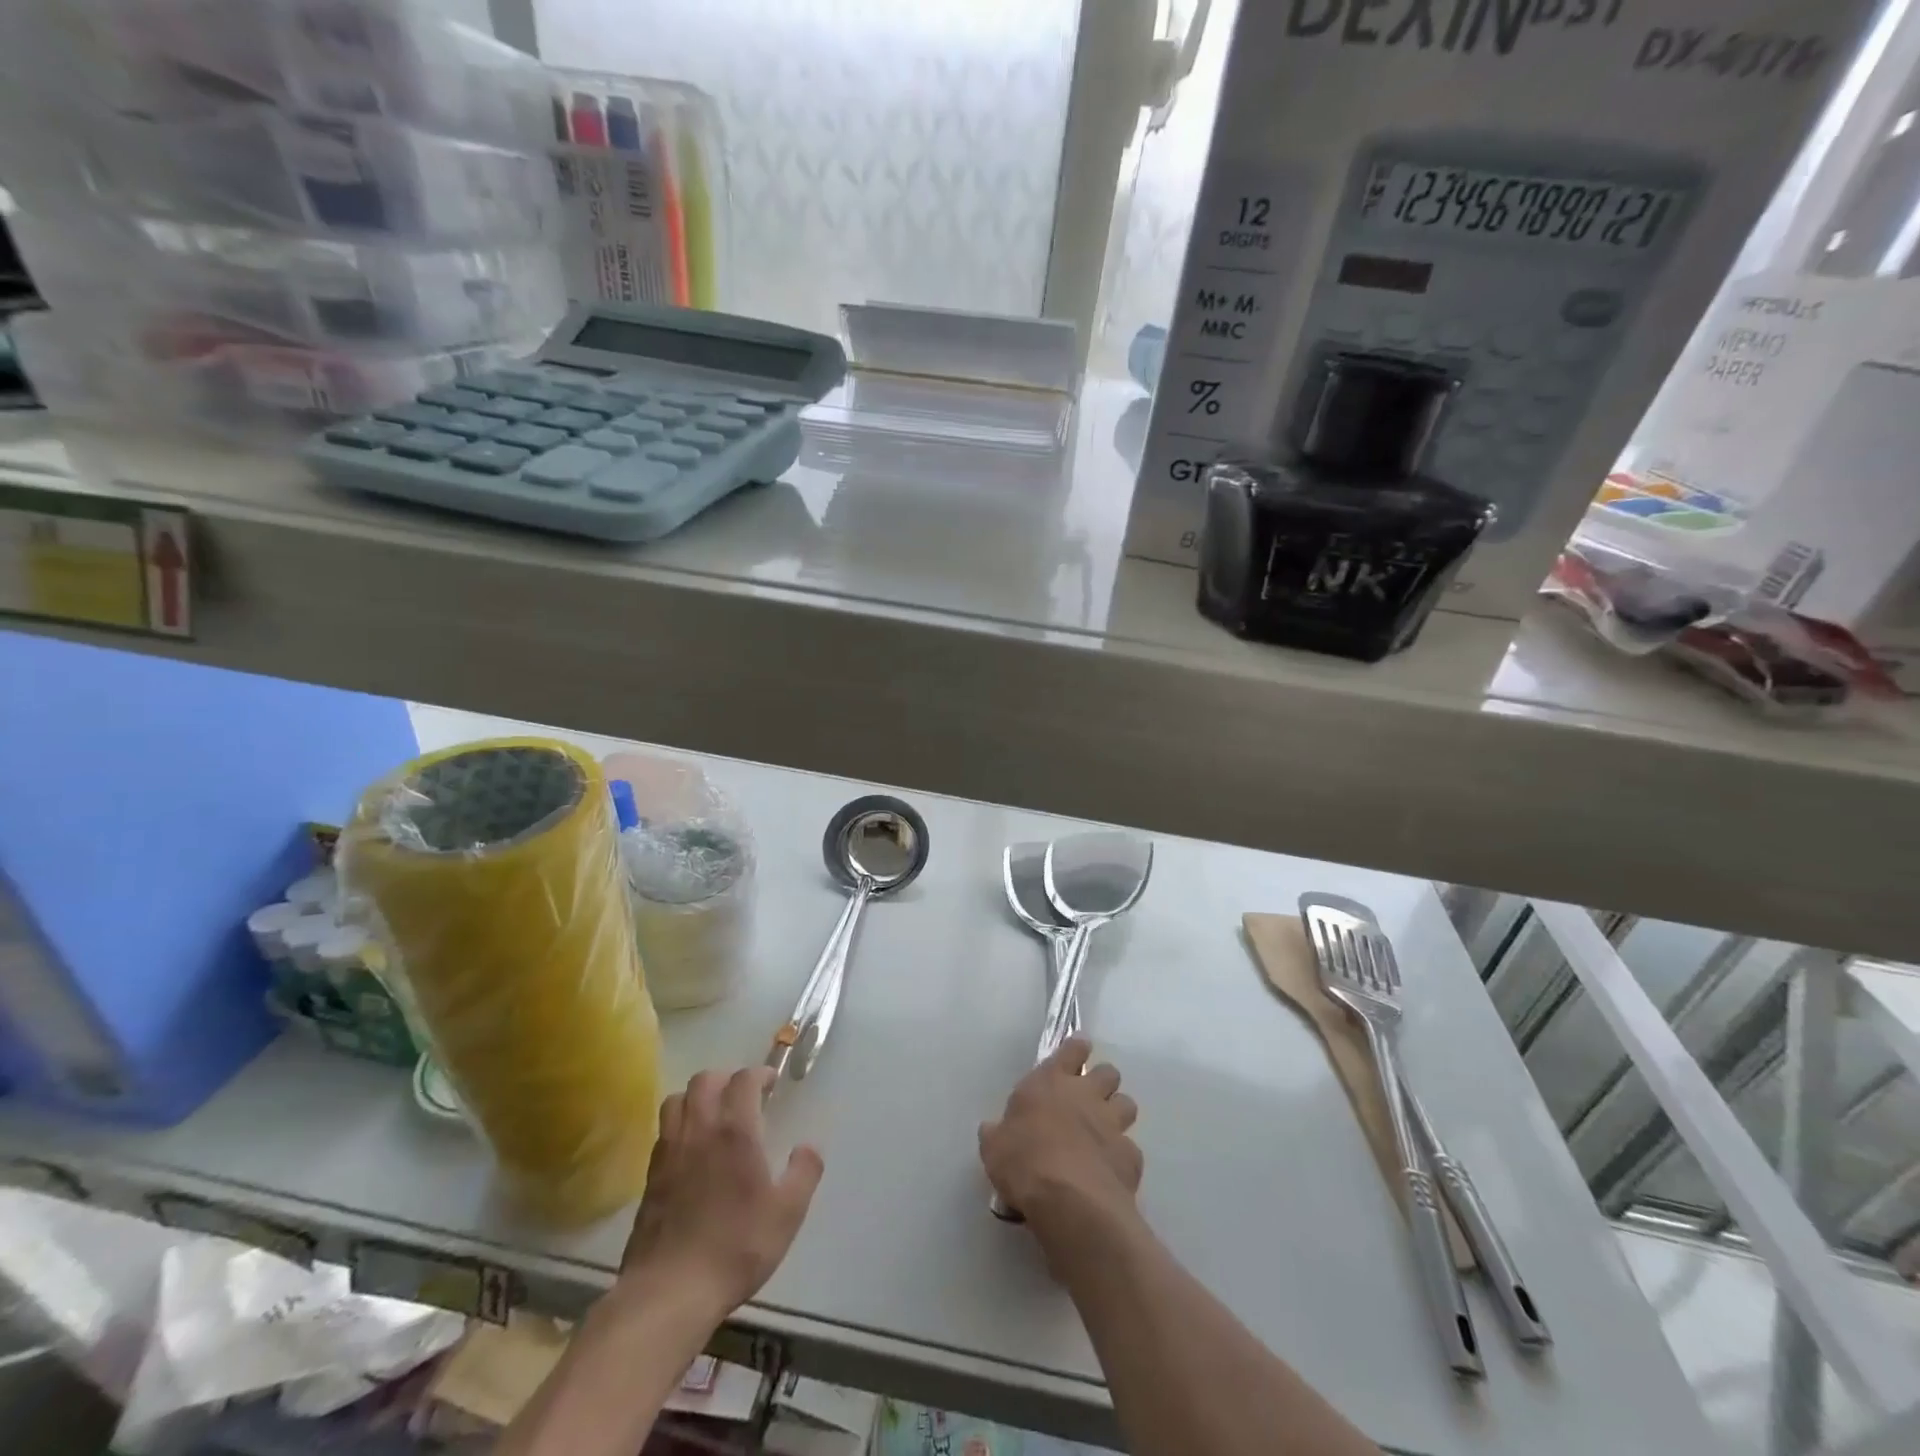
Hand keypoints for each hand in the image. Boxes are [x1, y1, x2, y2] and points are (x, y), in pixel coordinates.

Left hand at [619, 1067, 823, 1315]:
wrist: (669, 1293)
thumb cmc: (735, 1247)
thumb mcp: (787, 1214)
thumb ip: (804, 1173)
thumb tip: (808, 1147)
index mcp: (735, 1130)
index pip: (743, 1079)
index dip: (759, 1074)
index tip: (771, 1084)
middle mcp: (699, 1129)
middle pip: (705, 1079)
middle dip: (726, 1079)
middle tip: (743, 1097)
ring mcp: (669, 1151)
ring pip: (677, 1100)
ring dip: (697, 1097)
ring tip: (714, 1116)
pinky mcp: (650, 1176)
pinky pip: (664, 1131)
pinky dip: (680, 1126)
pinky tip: (692, 1150)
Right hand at [979, 1037, 1141, 1231]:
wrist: (1070, 1201)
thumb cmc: (1024, 1163)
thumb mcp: (994, 1147)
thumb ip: (996, 1133)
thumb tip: (991, 1129)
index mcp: (1051, 1081)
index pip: (1073, 1049)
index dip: (1077, 1049)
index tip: (1078, 1052)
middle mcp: (1086, 1094)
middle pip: (1108, 1072)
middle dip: (1103, 1082)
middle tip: (1091, 1098)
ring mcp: (1112, 1124)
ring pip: (1127, 1104)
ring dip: (1118, 1113)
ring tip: (1105, 1131)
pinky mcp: (1131, 1155)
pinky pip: (1131, 1148)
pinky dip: (1122, 1156)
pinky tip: (1110, 1170)